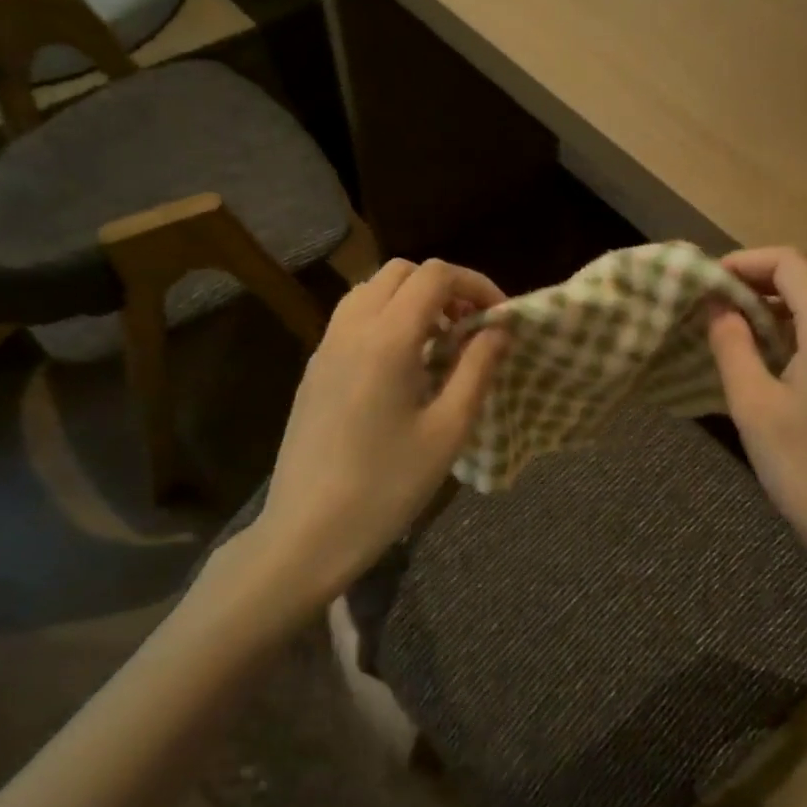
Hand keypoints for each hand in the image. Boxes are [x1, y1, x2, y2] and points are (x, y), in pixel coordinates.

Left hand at [247, 258, 507, 599]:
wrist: (306, 533)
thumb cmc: (386, 486)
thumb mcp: (447, 431)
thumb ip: (477, 369)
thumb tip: (498, 330)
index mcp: (386, 339)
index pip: (435, 276)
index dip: (475, 284)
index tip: (500, 317)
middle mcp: (351, 329)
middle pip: (401, 273)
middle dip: (444, 287)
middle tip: (472, 327)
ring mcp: (325, 347)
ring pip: (372, 291)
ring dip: (412, 300)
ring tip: (441, 344)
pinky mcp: (314, 369)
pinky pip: (353, 319)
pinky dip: (387, 319)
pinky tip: (405, 367)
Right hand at [708, 248, 806, 579]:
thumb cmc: (803, 465)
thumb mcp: (752, 403)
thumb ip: (731, 344)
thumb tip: (716, 305)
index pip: (789, 263)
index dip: (744, 262)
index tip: (706, 282)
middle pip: (803, 283)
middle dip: (753, 285)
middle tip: (707, 308)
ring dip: (769, 312)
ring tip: (726, 333)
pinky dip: (790, 335)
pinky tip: (762, 361)